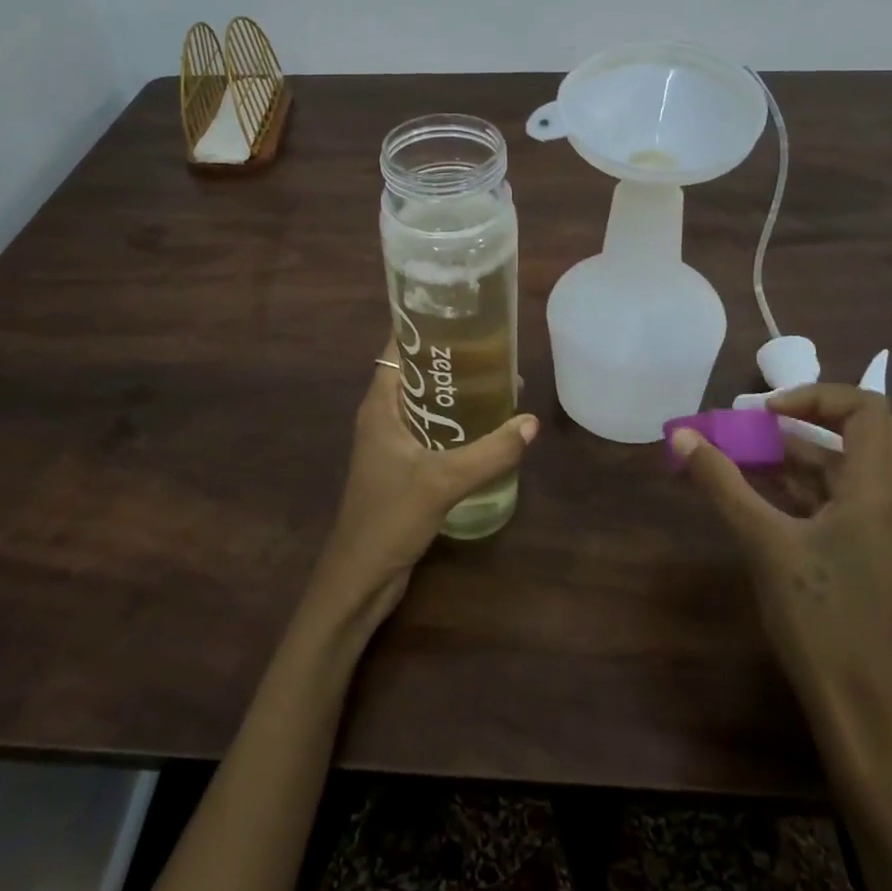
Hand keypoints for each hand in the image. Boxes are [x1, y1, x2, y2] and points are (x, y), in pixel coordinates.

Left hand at [306, 342, 537, 633]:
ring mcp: (393, 443)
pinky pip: (433, 432)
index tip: (460, 313)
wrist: (360, 577)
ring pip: (428, 404)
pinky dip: (457, 424)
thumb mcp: (442, 481)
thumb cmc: (389, 518)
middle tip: (496, 348)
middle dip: (452, 360)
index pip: (397, 348)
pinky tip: (488, 428)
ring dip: (457, 394)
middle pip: (418, 374)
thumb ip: (488, 452)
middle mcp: (384, 416)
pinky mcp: (404, 468)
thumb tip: (530, 422)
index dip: (424, 327)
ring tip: (501, 382)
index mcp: (380, 405)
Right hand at [672, 384, 891, 755]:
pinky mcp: (875, 555)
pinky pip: (843, 500)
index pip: (866, 408)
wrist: (868, 711)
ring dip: (800, 456)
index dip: (815, 396)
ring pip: (850, 468)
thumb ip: (723, 483)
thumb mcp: (764, 543)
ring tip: (743, 460)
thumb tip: (682, 435)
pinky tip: (760, 499)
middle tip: (761, 427)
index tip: (764, 414)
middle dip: (809, 420)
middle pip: (864, 431)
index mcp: (879, 490)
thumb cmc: (821, 619)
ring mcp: (887, 531)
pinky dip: (805, 488)